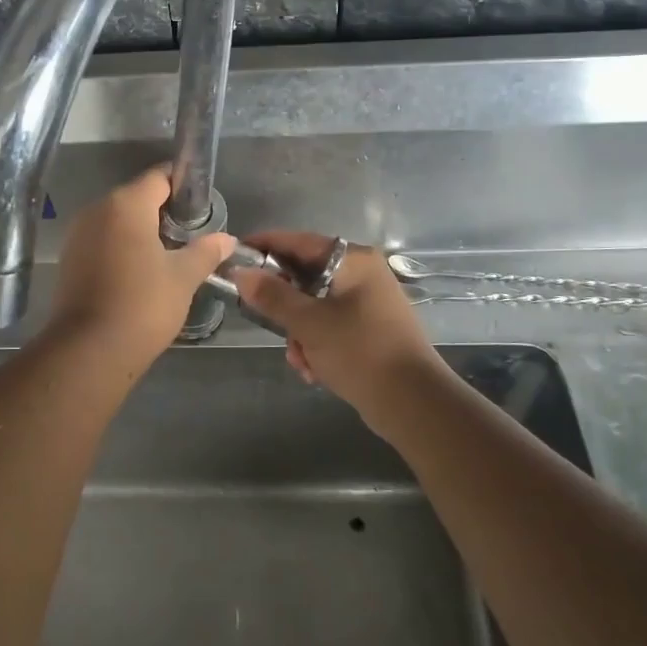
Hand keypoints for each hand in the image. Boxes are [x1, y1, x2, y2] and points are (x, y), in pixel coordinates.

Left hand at [48, 167, 235, 360]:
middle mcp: (96, 210)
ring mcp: (77, 235)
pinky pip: (102, 241)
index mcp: (125, 204)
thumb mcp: (183, 277)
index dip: (183, 185)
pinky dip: (122, 248)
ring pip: (117, 221)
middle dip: (164, 211)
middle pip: (137, 197)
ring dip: (142, 231)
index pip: (159, 177)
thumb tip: (227, 239)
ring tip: (169, 256)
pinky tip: (140, 273)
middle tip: (191, 235)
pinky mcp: (69, 259)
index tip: (202, 205)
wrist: (89, 351)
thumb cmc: (143, 305)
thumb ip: (206, 251)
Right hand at [233, 232, 443, 414]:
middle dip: (283, 306)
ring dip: (298, 333)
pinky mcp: (368, 330)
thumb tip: (240, 272)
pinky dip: (316, 345)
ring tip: (300, 359)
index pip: (298, 241)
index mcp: (353, 261)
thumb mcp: (309, 323)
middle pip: (304, 276)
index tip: (233, 257)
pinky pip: (328, 327)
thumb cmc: (360, 352)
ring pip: (313, 306)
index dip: (264, 246)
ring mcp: (367, 303)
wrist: (413, 403)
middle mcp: (362, 274)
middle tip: (264, 321)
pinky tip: (313, 370)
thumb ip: (272, 295)